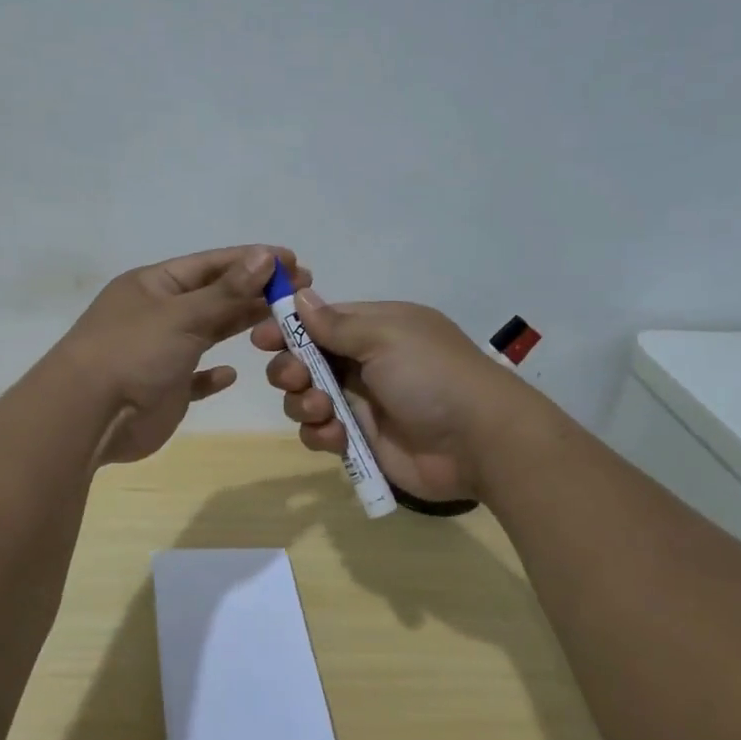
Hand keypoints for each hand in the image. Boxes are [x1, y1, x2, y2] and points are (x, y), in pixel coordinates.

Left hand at [59, 245, 308, 465]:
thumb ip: (226, 290)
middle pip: (214, 296)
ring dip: (239, 326)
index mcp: (155, 285)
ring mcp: (160, 352)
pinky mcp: (164, 389)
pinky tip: (232, 373)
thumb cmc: (133, 353)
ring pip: (208, 332)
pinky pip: (194, 377)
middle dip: (254, 292)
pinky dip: (212, 375)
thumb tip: (266, 256)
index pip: (211, 264)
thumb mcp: (182, 315)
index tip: (293, 260)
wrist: (88, 416)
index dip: (252, 260)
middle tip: (300, 292)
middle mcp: (157, 314)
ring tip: (281, 323)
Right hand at [250, 295, 521, 502]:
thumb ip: (336, 323)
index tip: (262, 338)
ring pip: (307, 399)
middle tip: (296, 378)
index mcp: (375, 329)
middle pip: (305, 361)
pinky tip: (334, 437)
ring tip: (324, 411)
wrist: (478, 442)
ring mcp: (362, 403)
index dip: (288, 329)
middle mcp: (365, 363)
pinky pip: (322, 433)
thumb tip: (299, 297)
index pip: (320, 322)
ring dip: (304, 403)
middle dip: (291, 369)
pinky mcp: (361, 441)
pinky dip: (320, 434)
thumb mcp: (385, 337)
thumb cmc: (431, 376)